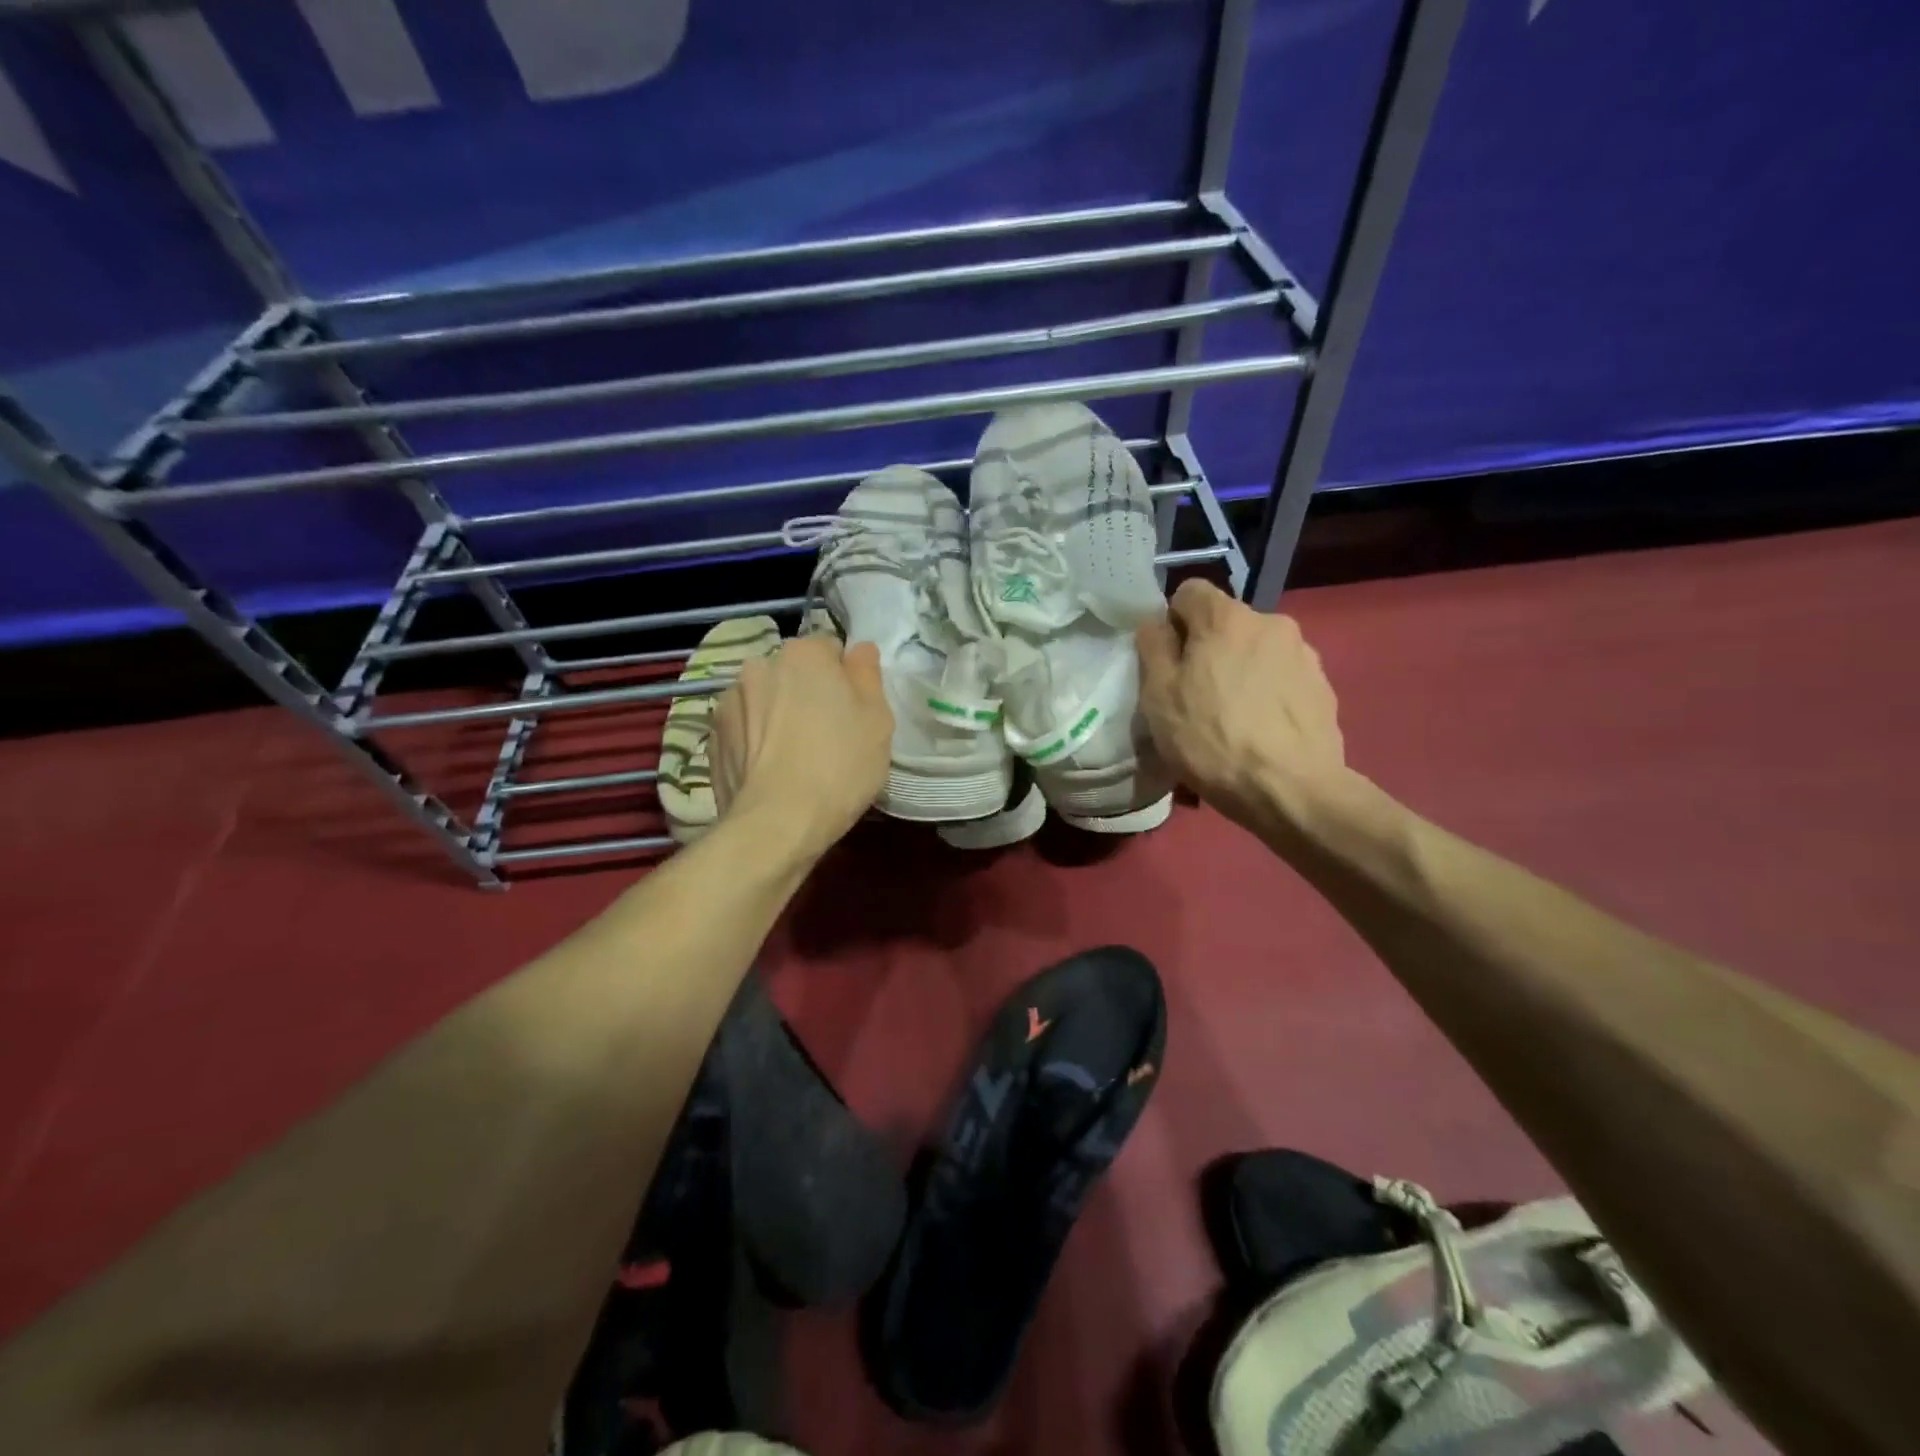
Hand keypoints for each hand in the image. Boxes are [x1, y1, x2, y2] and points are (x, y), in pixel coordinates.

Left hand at [710, 635, 893, 860]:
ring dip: (777, 715)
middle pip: (793, 673)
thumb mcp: (878, 721)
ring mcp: (728, 701)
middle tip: (826, 736)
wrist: (776, 824)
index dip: (846, 680)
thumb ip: (868, 675)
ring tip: (793, 757)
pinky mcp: (711, 737)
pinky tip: (770, 771)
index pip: (831, 649)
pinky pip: (743, 729)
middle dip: (807, 693)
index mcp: (804, 654)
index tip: (852, 713)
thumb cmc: (839, 767)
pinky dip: (755, 741)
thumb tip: (858, 650)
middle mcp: (759, 665)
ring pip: (765, 699)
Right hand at [1136, 579, 1348, 834]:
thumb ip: (1153, 647)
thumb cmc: (1212, 740)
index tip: (1167, 661)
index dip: (1172, 622)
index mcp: (1227, 618)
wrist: (1292, 790)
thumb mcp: (1159, 696)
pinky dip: (1267, 694)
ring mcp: (1304, 654)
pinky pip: (1282, 678)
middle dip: (1207, 649)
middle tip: (1195, 697)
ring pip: (1256, 651)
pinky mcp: (1323, 687)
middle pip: (1226, 624)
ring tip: (1232, 719)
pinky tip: (1261, 731)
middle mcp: (1272, 622)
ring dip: (1240, 671)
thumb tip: (1157, 624)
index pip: (1189, 591)